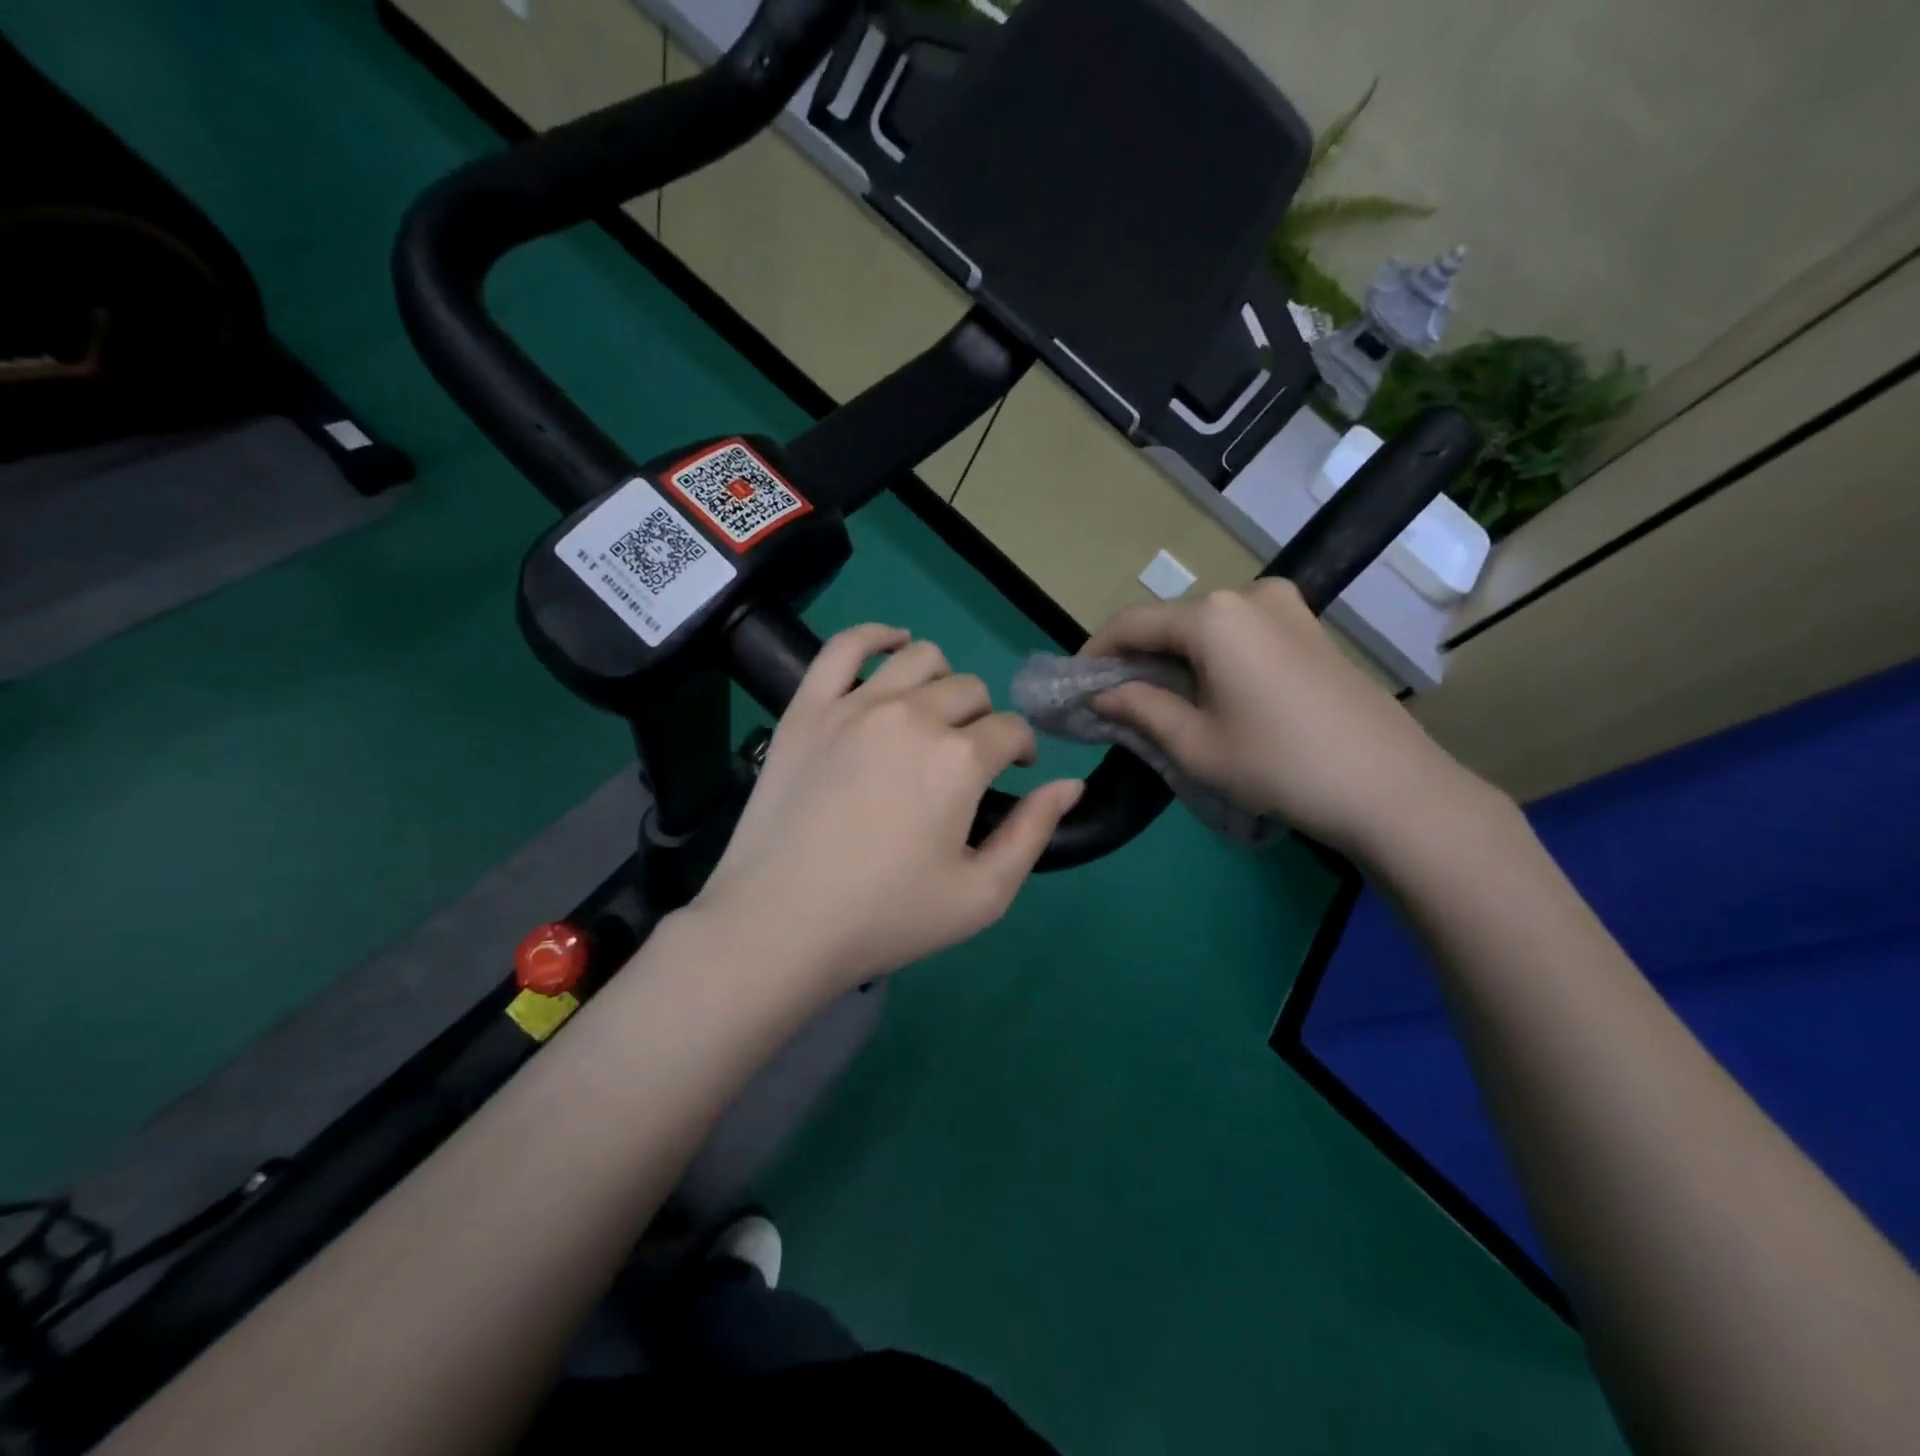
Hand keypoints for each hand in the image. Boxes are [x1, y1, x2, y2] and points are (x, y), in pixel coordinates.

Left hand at [695, 624, 1082, 993]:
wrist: (779, 924)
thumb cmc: (886, 918)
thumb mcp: (982, 896)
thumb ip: (1034, 833)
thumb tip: (1071, 784)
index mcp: (959, 759)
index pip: (1012, 730)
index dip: (1020, 751)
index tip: (1010, 775)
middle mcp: (913, 716)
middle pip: (970, 691)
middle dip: (983, 721)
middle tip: (965, 761)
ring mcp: (855, 705)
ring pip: (920, 658)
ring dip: (942, 680)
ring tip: (933, 714)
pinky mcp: (807, 708)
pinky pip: (845, 646)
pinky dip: (877, 636)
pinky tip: (893, 644)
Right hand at [1083, 580, 1491, 859]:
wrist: (1391, 787)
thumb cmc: (1279, 765)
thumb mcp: (1194, 744)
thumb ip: (1138, 708)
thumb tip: (1100, 695)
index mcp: (1213, 616)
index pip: (1132, 623)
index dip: (1096, 653)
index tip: (1075, 686)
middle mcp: (1248, 595)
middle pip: (1171, 622)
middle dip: (1137, 658)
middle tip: (1114, 701)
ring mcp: (1287, 608)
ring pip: (1207, 628)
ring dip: (1175, 659)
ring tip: (1160, 703)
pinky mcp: (1310, 629)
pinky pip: (1242, 634)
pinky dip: (1213, 658)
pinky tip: (1210, 695)